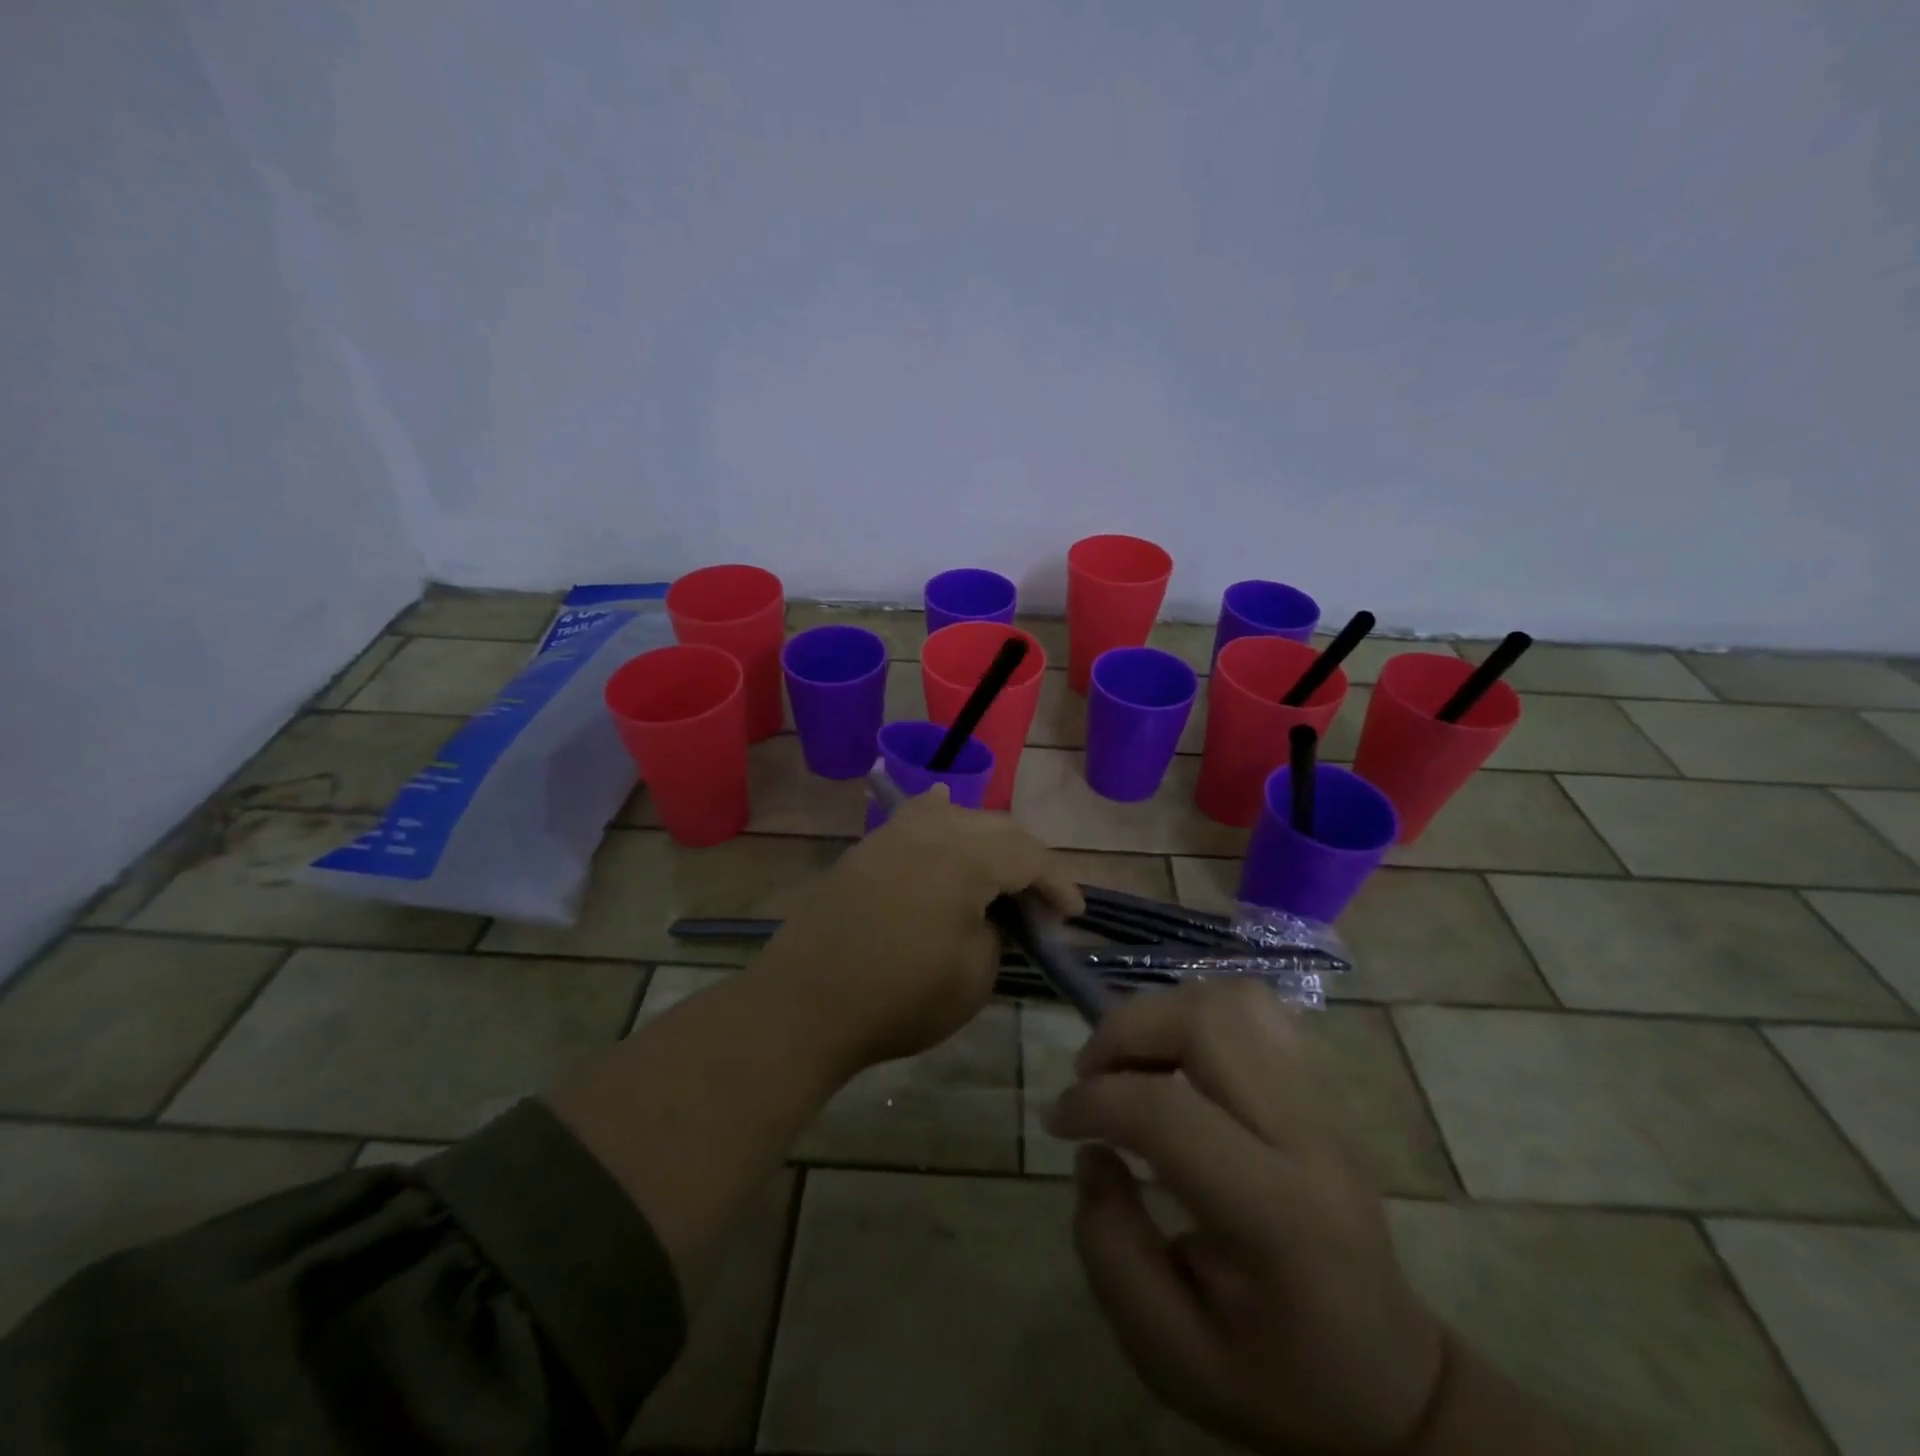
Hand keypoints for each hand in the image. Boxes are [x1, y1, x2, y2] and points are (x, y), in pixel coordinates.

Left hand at [758, 785, 1083, 1069]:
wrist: (806, 1002)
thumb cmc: (899, 997)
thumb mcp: (973, 977)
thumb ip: (996, 933)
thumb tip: (992, 916)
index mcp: (966, 858)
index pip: (1029, 856)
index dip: (1058, 883)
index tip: (1073, 914)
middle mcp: (932, 830)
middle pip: (997, 828)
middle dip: (1027, 860)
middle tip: (1039, 901)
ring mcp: (893, 834)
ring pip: (956, 815)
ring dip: (987, 839)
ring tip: (999, 870)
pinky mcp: (867, 848)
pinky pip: (914, 816)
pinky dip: (940, 815)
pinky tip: (943, 806)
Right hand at [1045, 979, 1444, 1455]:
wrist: (1391, 1377)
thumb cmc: (1276, 1377)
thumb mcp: (1171, 1355)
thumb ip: (1109, 1249)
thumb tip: (1092, 1151)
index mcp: (1279, 1216)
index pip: (1168, 1114)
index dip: (1093, 1101)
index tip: (1059, 1120)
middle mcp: (1309, 1137)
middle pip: (1207, 1022)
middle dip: (1125, 1030)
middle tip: (1091, 1073)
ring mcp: (1325, 1100)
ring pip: (1234, 999)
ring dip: (1163, 1013)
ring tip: (1133, 1060)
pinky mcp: (1325, 1085)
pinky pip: (1256, 1009)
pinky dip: (1199, 1013)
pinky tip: (1178, 1058)